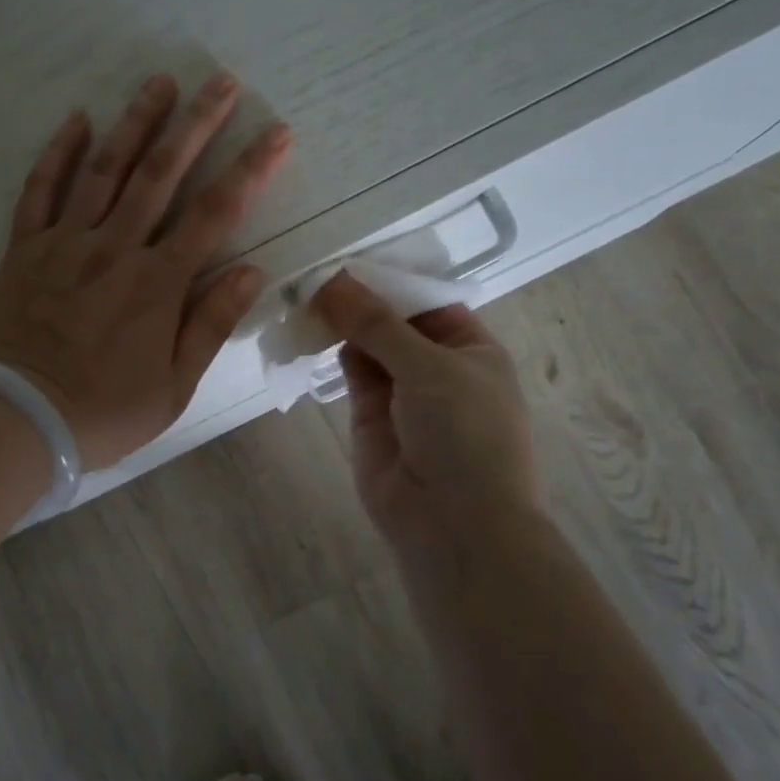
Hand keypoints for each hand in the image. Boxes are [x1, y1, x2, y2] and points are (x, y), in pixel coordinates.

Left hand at [0, 73, 291, 468]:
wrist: (13, 421)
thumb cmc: (101, 413)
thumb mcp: (172, 388)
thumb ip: (210, 325)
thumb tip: (252, 271)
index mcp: (157, 284)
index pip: (214, 214)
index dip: (250, 170)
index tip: (276, 132)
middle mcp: (114, 250)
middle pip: (161, 174)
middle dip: (196, 123)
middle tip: (222, 81)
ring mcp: (64, 244)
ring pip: (104, 170)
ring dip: (134, 123)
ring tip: (159, 82)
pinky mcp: (23, 250)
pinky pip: (39, 190)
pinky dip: (57, 153)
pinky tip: (77, 119)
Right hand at [311, 271, 540, 569]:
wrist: (453, 524)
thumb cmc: (464, 433)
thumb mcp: (429, 366)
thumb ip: (377, 323)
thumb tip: (332, 280)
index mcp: (471, 348)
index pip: (428, 300)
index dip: (391, 279)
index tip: (348, 256)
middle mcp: (438, 365)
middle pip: (394, 320)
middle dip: (361, 299)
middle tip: (316, 272)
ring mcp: (403, 391)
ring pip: (369, 344)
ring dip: (343, 323)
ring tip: (307, 295)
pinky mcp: (371, 415)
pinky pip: (352, 372)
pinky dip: (335, 350)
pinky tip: (313, 329)